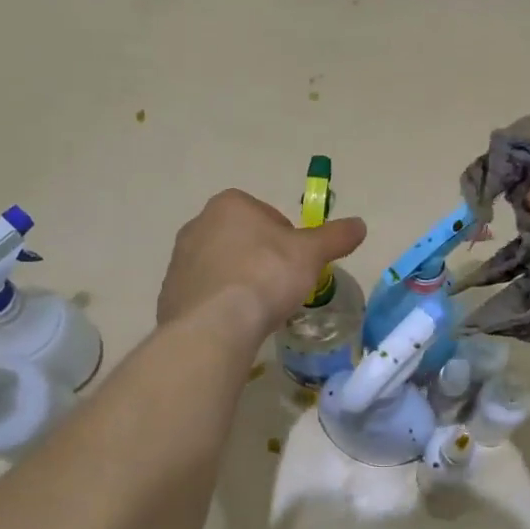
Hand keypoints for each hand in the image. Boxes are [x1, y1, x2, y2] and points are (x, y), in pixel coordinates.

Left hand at [157, 189, 366, 346]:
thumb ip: (335, 236)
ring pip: (222, 266)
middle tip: (280, 289)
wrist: (214, 324)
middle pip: (243, 240)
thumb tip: (360, 224)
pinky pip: (204, 293)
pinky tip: (233, 323)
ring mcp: (179, 259)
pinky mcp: (169, 292)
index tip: (296, 267)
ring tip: (258, 310)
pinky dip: (219, 304)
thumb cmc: (265, 276)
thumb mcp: (311, 254)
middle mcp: (198, 224)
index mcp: (230, 204)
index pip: (268, 216)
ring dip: (240, 282)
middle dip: (262, 260)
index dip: (288, 241)